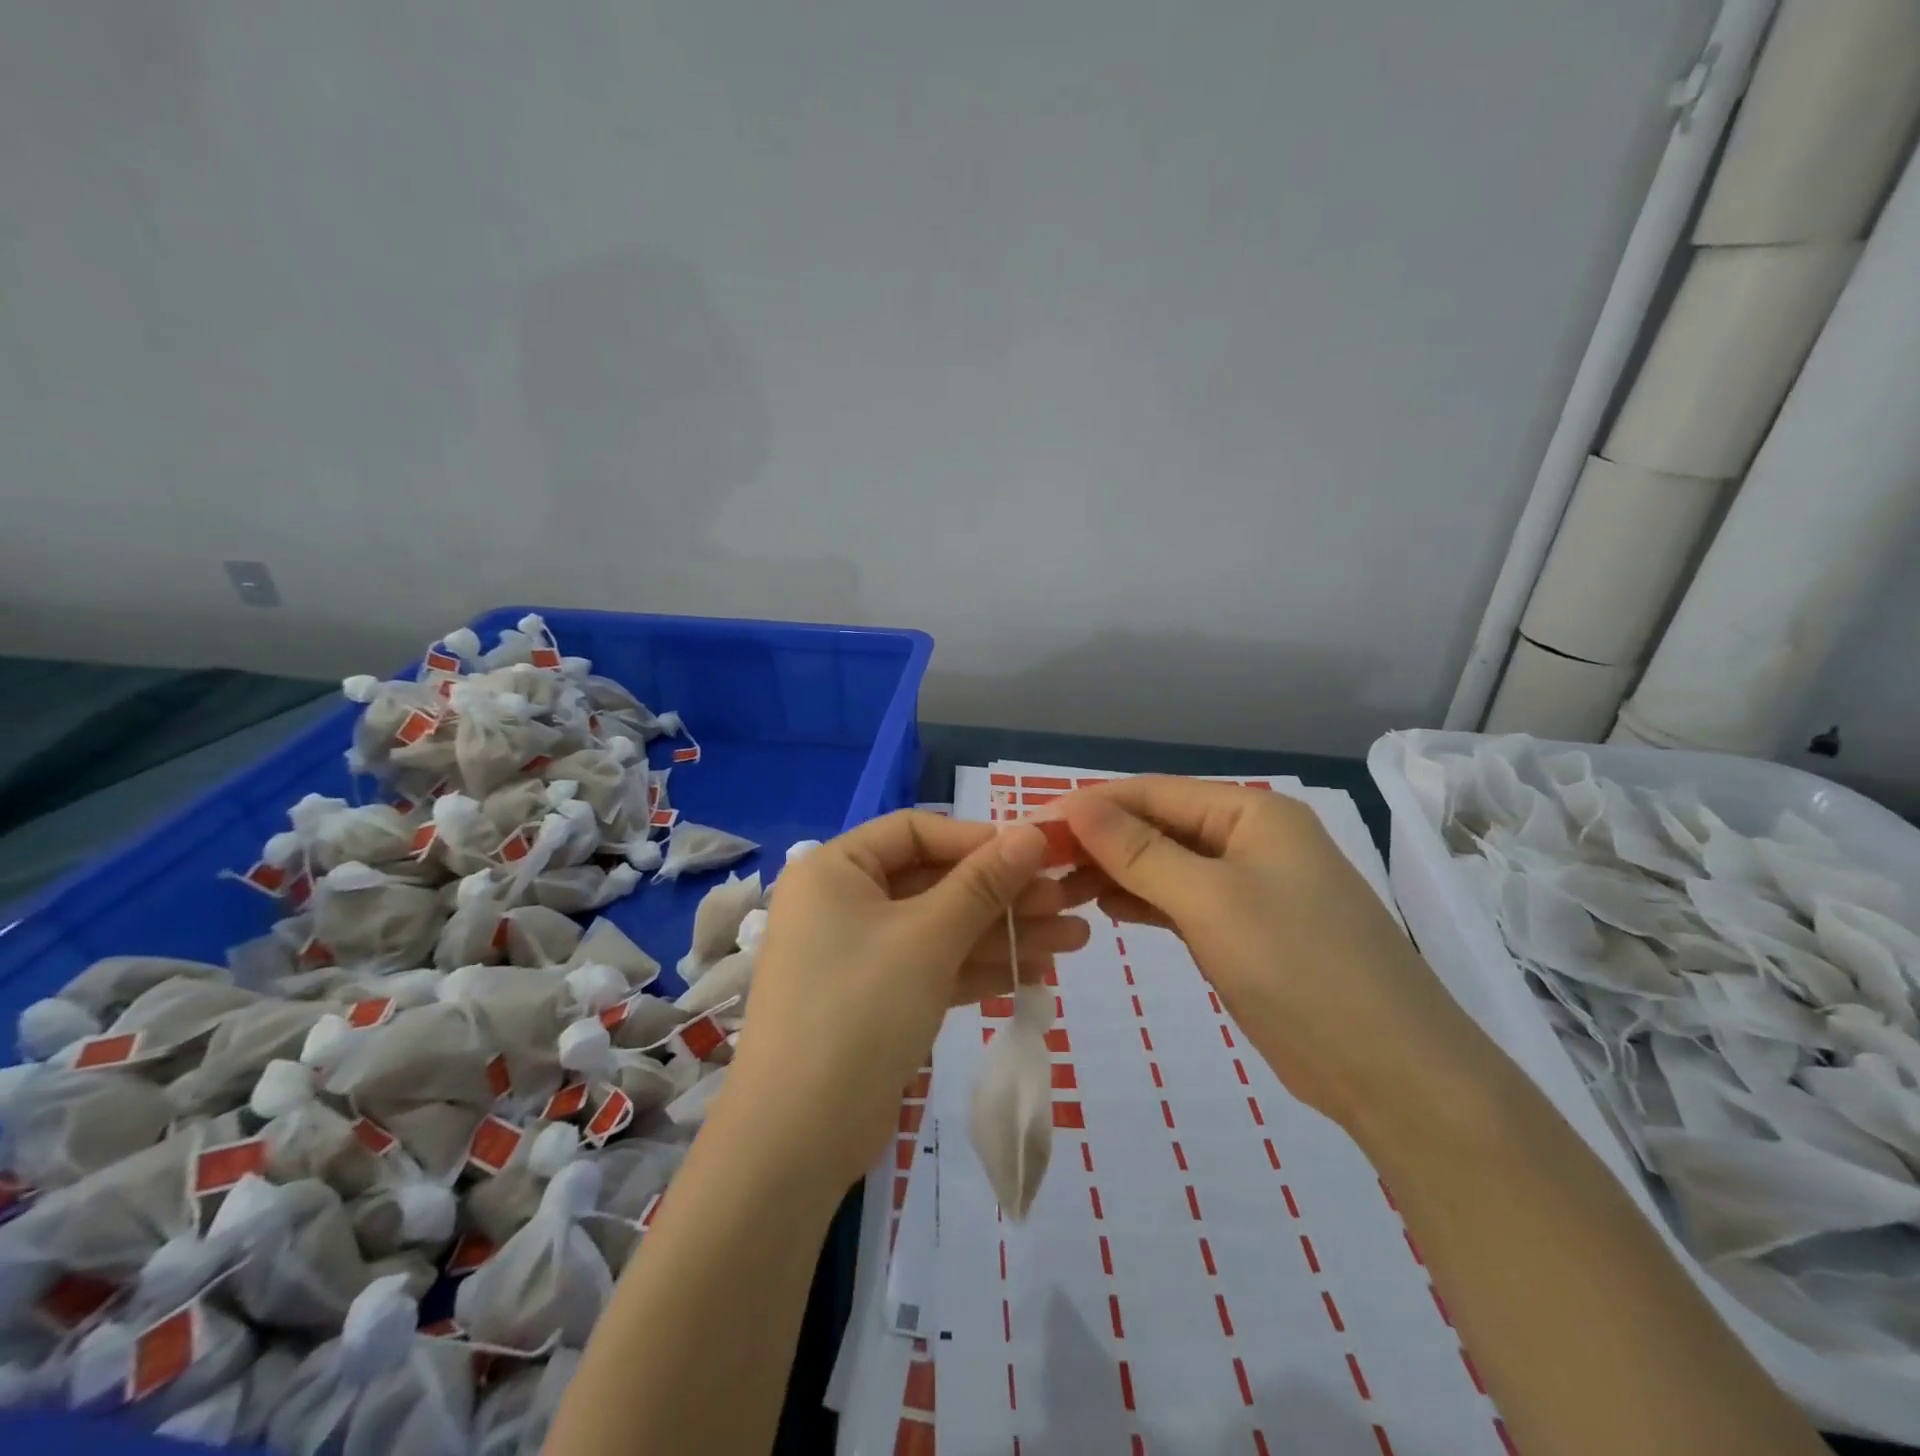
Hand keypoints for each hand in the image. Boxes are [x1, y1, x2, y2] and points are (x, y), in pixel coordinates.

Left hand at [724, 811, 1091, 1187]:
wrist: (798, 1140)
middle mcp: (843, 902)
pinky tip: (1037, 971)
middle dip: (1003, 894)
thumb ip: (984, 882)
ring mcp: (860, 954)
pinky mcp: (877, 1000)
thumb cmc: (860, 1010)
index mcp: (835, 869)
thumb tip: (1033, 832)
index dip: (977, 839)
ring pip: (941, 929)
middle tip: (1068, 902)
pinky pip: (933, 968)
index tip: (1036, 854)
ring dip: (1004, 933)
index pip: (915, 831)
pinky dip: (979, 968)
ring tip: (1074, 940)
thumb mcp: (929, 937)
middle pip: (935, 882)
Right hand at [1059, 778, 1484, 1128]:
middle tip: (1037, 866)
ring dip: (1117, 872)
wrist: (1392, 1071)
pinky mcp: (1247, 930)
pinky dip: (1145, 902)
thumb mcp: (1209, 901)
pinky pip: (1183, 900)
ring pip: (1167, 864)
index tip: (1031, 825)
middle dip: (1100, 841)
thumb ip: (1138, 851)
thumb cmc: (1298, 967)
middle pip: (1159, 826)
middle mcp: (1251, 839)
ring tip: (1060, 889)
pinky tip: (1107, 910)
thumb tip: (1077, 805)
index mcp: (1251, 813)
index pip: (1153, 793)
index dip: (1091, 805)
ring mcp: (1251, 886)